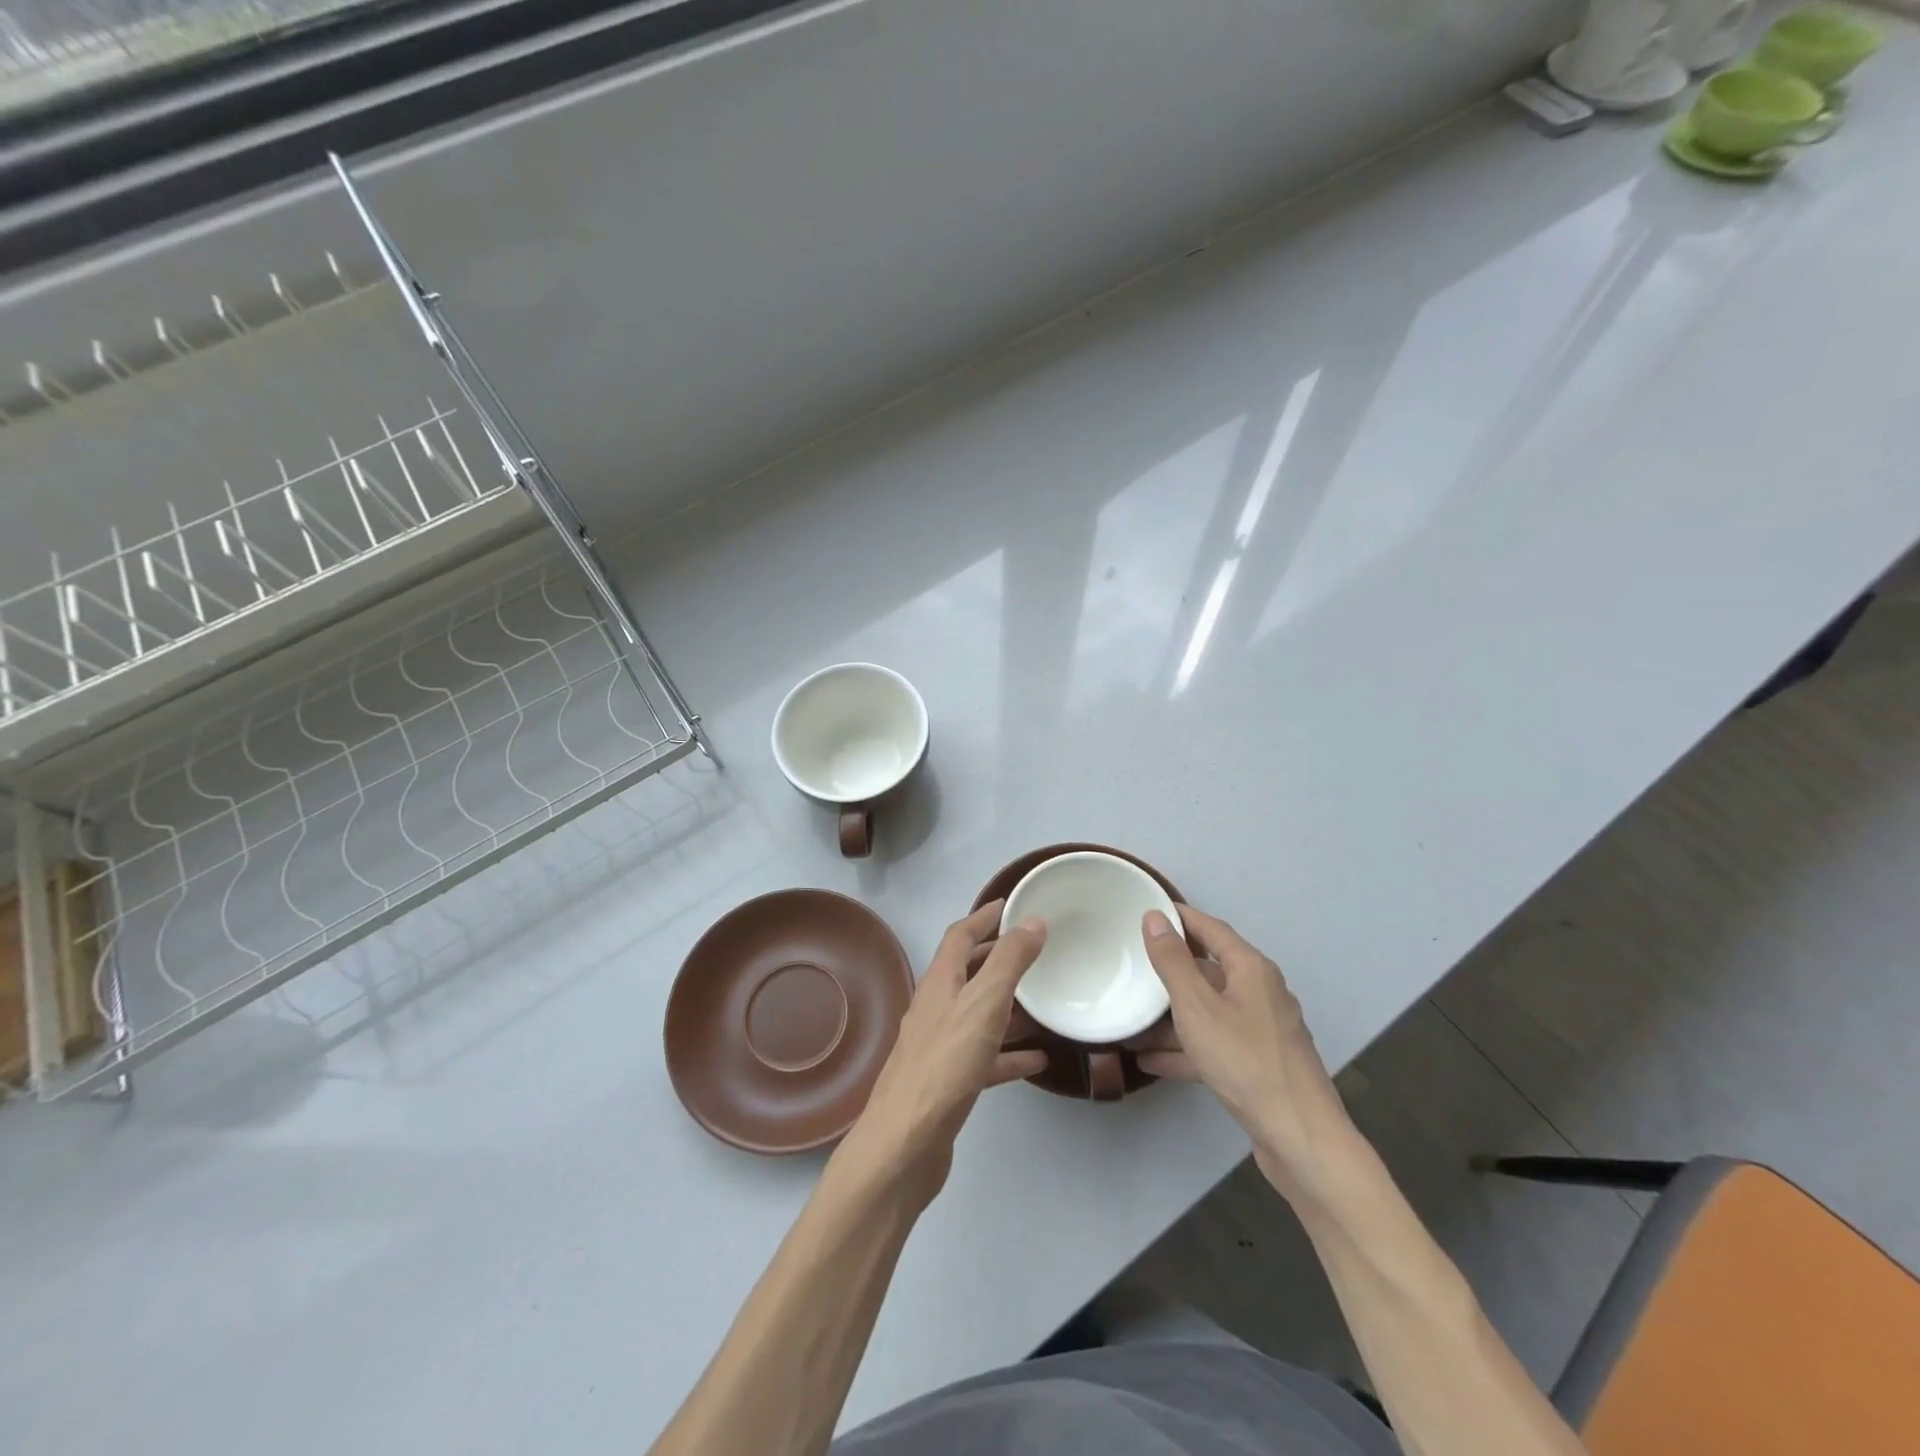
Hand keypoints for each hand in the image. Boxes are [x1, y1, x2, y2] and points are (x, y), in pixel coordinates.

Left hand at [842, 901, 1048, 1200]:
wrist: (905, 1144)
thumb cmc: (945, 1065)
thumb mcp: (983, 1004)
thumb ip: (1009, 962)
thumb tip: (1032, 920)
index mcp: (939, 983)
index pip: (960, 936)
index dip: (985, 917)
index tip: (1011, 905)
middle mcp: (936, 1008)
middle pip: (967, 971)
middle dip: (996, 956)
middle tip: (1032, 948)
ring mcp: (940, 1046)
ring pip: (977, 1013)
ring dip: (1006, 1004)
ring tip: (1041, 1000)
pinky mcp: (949, 1082)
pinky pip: (984, 1057)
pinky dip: (1008, 1053)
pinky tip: (1036, 1060)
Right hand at [1137, 905, 1359, 1205]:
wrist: (1300, 1138)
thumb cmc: (1244, 1060)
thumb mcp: (1197, 1006)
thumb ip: (1173, 961)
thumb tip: (1155, 917)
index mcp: (1251, 969)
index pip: (1211, 928)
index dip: (1180, 917)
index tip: (1148, 910)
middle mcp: (1260, 992)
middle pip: (1210, 970)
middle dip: (1171, 970)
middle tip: (1132, 964)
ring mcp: (1262, 1031)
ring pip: (1209, 1011)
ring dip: (1172, 1016)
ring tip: (1132, 1020)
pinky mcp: (1258, 1064)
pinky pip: (1214, 1044)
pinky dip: (1186, 1049)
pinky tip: (1151, 1062)